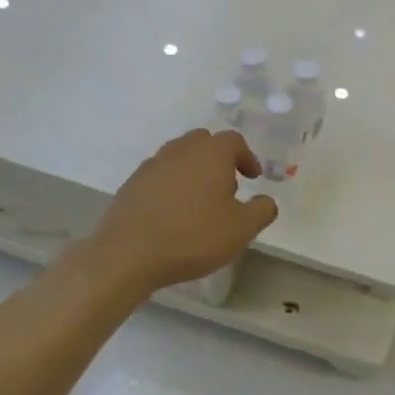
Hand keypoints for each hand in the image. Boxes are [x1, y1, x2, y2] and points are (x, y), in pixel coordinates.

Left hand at [88, 130, 277, 293]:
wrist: (128, 253)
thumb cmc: (193, 236)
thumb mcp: (241, 229)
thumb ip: (261, 211)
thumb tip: (266, 201)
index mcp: (210, 153)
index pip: (234, 141)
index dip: (247, 158)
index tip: (252, 178)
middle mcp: (181, 150)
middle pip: (204, 142)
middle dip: (219, 159)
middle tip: (227, 188)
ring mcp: (152, 164)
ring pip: (180, 156)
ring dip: (194, 171)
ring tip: (200, 202)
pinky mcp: (132, 183)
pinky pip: (160, 175)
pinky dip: (172, 185)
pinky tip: (173, 213)